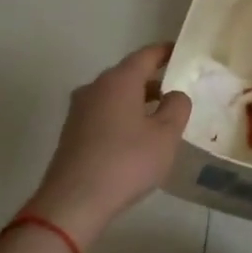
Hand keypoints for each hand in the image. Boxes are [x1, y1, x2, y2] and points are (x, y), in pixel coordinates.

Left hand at [25, 44, 192, 247]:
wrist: (74, 201)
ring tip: (159, 116)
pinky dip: (122, 116)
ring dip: (136, 100)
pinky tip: (134, 137)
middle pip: (127, 74)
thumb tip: (174, 94)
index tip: (179, 51)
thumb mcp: (166, 135)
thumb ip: (177, 108)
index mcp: (119, 80)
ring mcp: (79, 110)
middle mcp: (95, 87)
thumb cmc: (126, 162)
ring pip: (114, 95)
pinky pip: (103, 114)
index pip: (145, 55)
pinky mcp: (71, 133)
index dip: (164, 52)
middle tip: (175, 88)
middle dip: (151, 79)